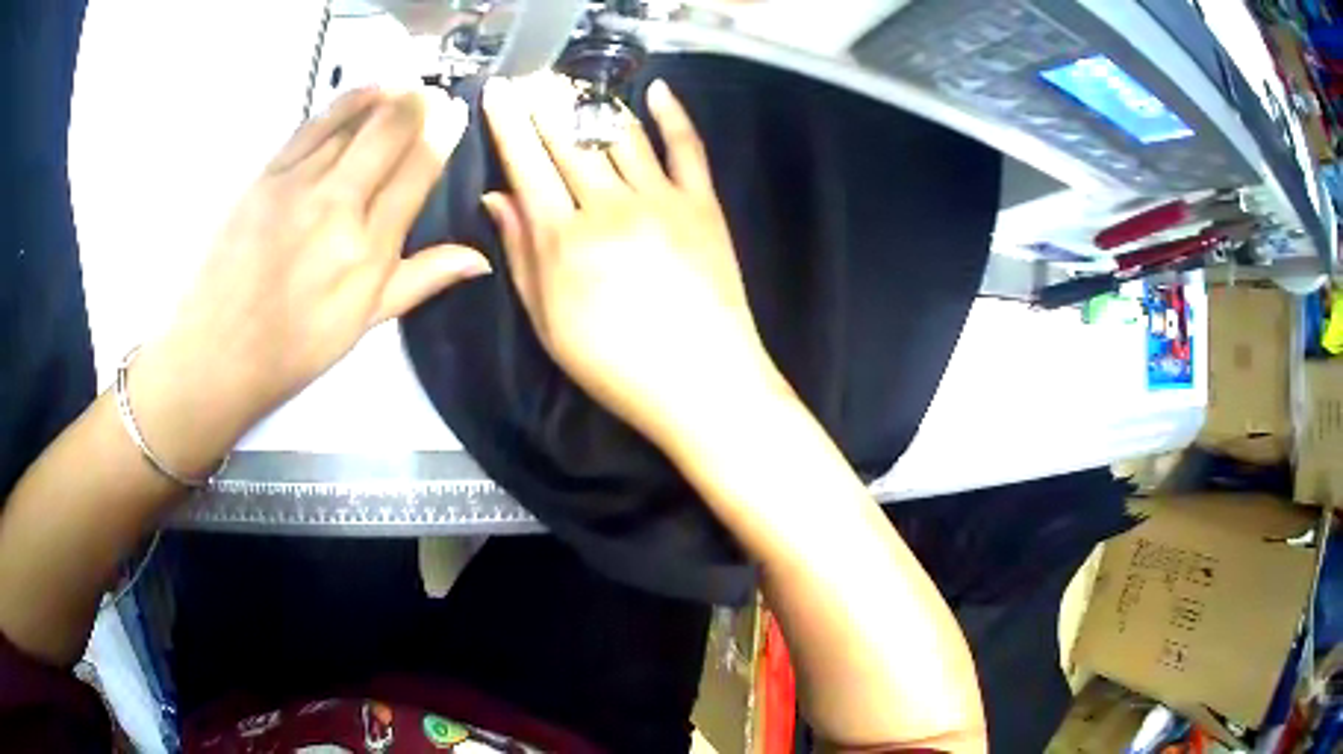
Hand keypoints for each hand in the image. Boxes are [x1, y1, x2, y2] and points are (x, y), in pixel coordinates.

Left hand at [133, 87, 488, 474]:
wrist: (217, 352)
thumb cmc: (293, 349)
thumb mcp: (363, 324)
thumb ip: (420, 280)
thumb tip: (480, 258)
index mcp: (368, 251)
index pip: (417, 172)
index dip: (442, 135)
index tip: (455, 113)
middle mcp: (338, 207)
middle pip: (389, 133)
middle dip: (418, 106)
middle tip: (433, 95)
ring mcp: (299, 185)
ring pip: (353, 122)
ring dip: (387, 98)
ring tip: (406, 86)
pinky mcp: (267, 175)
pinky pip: (314, 125)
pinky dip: (345, 102)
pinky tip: (366, 90)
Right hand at [482, 76, 786, 446]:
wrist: (703, 382)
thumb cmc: (616, 366)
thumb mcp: (549, 323)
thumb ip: (522, 255)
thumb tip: (496, 199)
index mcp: (564, 239)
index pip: (528, 164)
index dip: (509, 123)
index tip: (500, 91)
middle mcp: (609, 206)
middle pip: (570, 141)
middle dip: (546, 104)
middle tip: (533, 80)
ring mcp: (662, 200)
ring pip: (621, 135)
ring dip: (594, 105)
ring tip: (577, 86)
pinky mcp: (703, 204)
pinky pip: (687, 147)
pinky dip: (673, 115)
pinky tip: (657, 91)